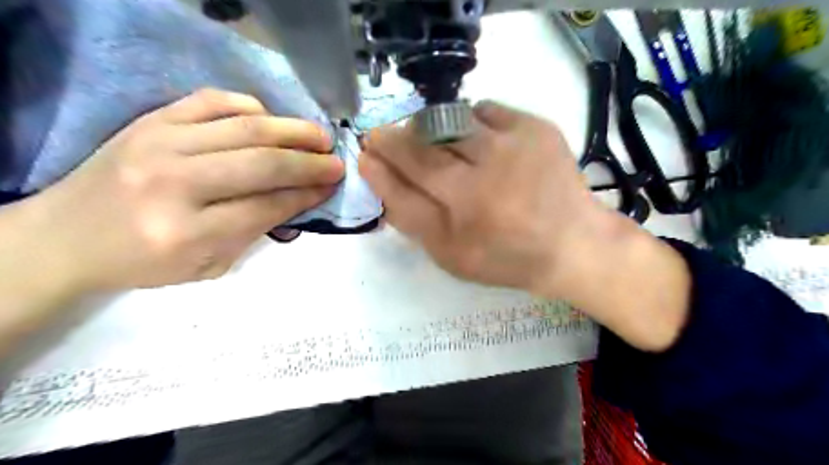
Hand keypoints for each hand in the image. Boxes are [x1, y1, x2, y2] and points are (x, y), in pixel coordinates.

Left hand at [27, 87, 341, 292]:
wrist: (66, 237)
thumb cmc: (144, 261)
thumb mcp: (208, 265)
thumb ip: (256, 230)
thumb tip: (301, 198)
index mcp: (186, 233)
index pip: (266, 206)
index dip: (307, 195)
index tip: (332, 186)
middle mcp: (173, 184)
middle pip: (262, 164)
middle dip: (309, 163)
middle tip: (336, 162)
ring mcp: (158, 144)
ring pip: (245, 128)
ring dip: (292, 131)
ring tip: (320, 136)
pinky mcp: (150, 120)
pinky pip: (212, 101)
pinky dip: (250, 107)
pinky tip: (271, 120)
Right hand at [364, 100, 694, 348]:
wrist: (571, 244)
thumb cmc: (506, 257)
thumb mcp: (451, 254)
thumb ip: (411, 218)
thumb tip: (378, 176)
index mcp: (466, 209)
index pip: (407, 173)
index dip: (381, 159)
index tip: (367, 150)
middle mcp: (488, 173)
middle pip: (424, 143)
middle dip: (396, 138)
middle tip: (386, 139)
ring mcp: (515, 144)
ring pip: (451, 119)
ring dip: (432, 130)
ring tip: (435, 146)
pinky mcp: (536, 127)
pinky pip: (484, 110)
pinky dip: (469, 122)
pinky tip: (475, 142)